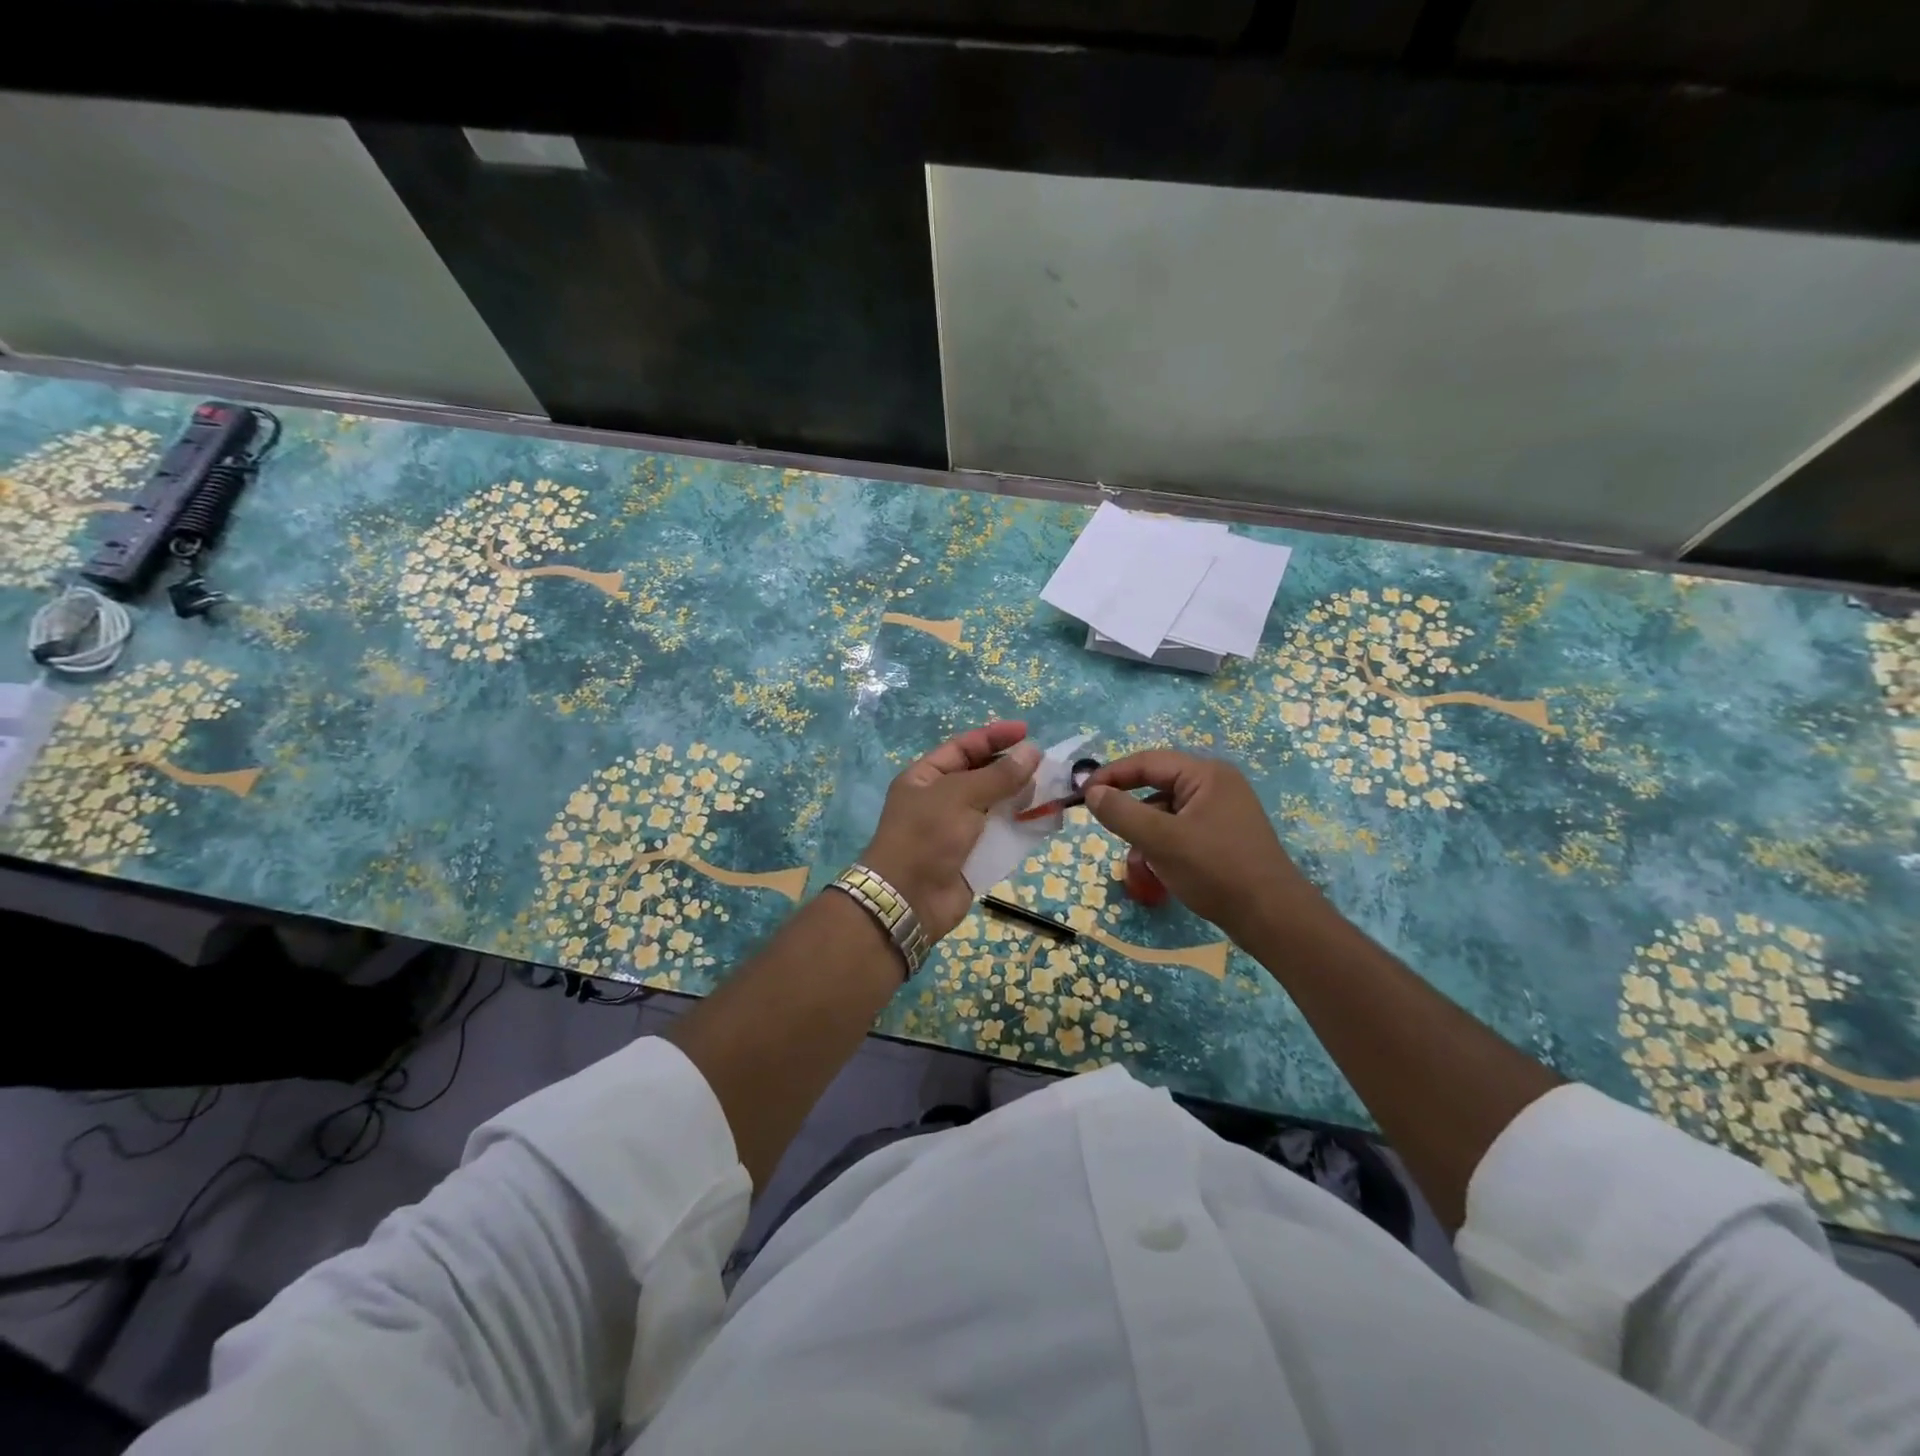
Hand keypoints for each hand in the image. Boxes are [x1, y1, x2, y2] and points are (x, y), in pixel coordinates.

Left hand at [860, 721, 1040, 938]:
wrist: (909, 900)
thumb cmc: (927, 837)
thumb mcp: (960, 796)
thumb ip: (999, 776)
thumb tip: (1033, 752)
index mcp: (926, 777)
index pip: (963, 748)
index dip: (994, 737)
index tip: (1027, 732)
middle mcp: (940, 800)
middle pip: (982, 776)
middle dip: (1012, 770)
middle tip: (1046, 766)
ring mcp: (957, 829)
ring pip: (996, 806)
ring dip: (1021, 799)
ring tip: (1051, 792)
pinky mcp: (973, 856)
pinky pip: (1001, 836)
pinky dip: (1021, 828)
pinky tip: (1043, 821)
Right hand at [1082, 750, 1317, 943]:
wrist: (1273, 918)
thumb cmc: (1216, 870)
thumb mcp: (1161, 840)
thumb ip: (1121, 812)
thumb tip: (1092, 792)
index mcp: (1206, 774)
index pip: (1148, 761)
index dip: (1112, 775)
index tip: (1082, 794)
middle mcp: (1217, 785)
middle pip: (1158, 785)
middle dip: (1130, 809)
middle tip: (1104, 825)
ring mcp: (1223, 811)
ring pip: (1168, 811)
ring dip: (1145, 831)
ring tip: (1136, 859)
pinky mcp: (1225, 836)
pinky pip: (1182, 829)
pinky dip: (1163, 843)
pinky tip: (1157, 868)